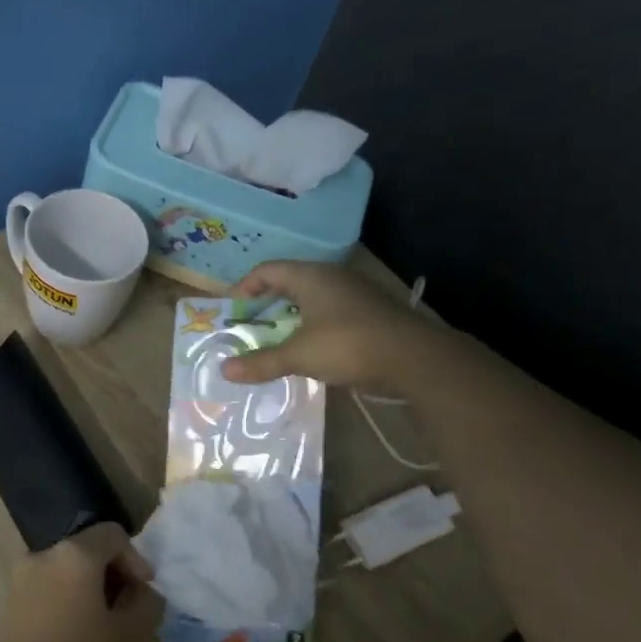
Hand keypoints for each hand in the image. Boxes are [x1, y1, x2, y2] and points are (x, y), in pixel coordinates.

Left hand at [0, 524, 162, 641]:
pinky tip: (77, 637)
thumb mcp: (128, 637)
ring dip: (91, 589)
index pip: (113, 534)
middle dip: (114, 574)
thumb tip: (145, 592)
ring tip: (105, 628)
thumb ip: (146, 604)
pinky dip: (68, 600)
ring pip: (67, 570)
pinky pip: (48, 587)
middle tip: (129, 612)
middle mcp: (43, 555)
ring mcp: (21, 579)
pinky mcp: (10, 603)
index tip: (144, 594)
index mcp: (73, 554)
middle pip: (88, 549)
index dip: (136, 560)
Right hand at [221, 260, 436, 388]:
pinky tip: (311, 348)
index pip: (267, 270)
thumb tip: (224, 371)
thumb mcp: (299, 356)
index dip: (245, 288)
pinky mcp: (370, 312)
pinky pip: (330, 311)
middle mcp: (332, 277)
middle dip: (266, 303)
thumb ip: (261, 362)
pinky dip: (312, 325)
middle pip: (289, 282)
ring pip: (312, 297)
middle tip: (250, 326)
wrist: (416, 358)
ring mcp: (355, 293)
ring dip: (290, 316)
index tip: (233, 311)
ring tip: (276, 339)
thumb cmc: (349, 345)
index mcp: (311, 276)